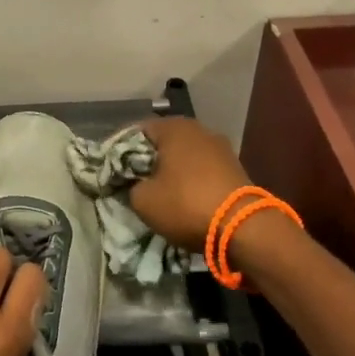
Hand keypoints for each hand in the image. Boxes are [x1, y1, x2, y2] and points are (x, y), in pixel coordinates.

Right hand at [127, 117, 253, 250]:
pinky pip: (201, 170)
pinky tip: (183, 198)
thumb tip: (136, 184)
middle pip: (162, 142)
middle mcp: (198, 130)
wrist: (244, 228)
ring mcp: (221, 148)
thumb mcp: (142, 200)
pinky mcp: (235, 168)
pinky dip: (190, 181)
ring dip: (170, 171)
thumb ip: (131, 186)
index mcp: (173, 128)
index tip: (111, 170)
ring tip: (158, 192)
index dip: (119, 150)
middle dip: (147, 160)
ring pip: (184, 156)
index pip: (135, 131)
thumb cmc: (185, 204)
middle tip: (132, 181)